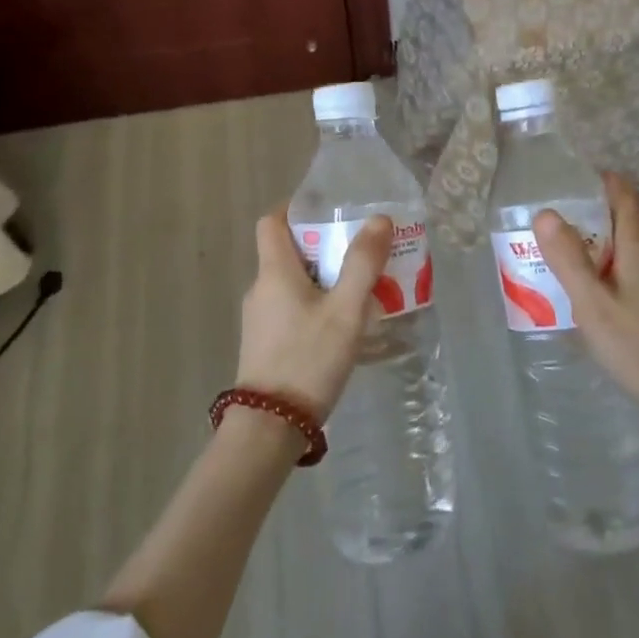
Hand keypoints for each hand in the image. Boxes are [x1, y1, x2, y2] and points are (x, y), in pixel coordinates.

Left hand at [238, 210, 392, 421]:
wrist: (269, 429)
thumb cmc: (308, 359)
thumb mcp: (345, 310)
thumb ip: (363, 264)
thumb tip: (378, 219)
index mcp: (274, 272)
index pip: (272, 222)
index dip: (296, 209)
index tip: (329, 211)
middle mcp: (261, 289)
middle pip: (289, 252)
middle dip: (325, 246)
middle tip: (362, 252)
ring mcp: (260, 320)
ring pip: (293, 283)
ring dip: (324, 279)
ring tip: (362, 289)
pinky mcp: (265, 345)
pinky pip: (292, 309)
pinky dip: (316, 305)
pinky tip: (343, 326)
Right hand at [535, 174, 638, 454]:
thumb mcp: (595, 307)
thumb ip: (569, 260)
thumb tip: (546, 213)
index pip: (624, 194)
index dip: (599, 180)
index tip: (567, 182)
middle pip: (620, 223)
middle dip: (584, 223)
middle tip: (545, 236)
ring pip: (625, 253)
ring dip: (594, 255)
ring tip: (558, 271)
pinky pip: (633, 276)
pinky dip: (608, 279)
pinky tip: (590, 306)